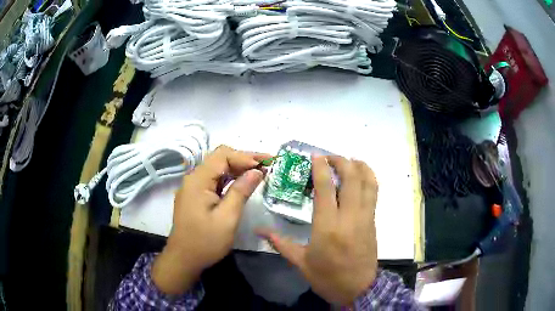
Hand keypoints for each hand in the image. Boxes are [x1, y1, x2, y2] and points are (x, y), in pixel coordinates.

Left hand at [152, 145, 268, 294]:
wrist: (184, 259)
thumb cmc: (206, 242)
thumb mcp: (227, 218)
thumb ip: (241, 192)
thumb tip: (257, 171)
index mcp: (198, 180)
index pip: (223, 155)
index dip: (246, 156)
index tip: (266, 164)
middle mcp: (193, 178)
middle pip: (220, 159)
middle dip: (244, 160)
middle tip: (267, 165)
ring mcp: (193, 187)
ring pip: (218, 169)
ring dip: (238, 168)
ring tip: (260, 172)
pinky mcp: (196, 196)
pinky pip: (214, 180)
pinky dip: (230, 179)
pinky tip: (243, 183)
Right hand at [257, 156, 378, 304]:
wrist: (358, 289)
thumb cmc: (327, 277)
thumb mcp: (301, 262)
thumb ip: (280, 243)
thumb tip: (259, 230)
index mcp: (327, 226)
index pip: (325, 188)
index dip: (321, 168)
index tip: (315, 156)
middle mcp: (349, 216)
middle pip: (351, 178)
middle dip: (341, 161)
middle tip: (329, 158)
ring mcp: (365, 217)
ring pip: (367, 183)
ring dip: (359, 166)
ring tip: (349, 160)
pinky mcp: (373, 221)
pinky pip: (374, 193)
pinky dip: (369, 178)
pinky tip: (361, 176)